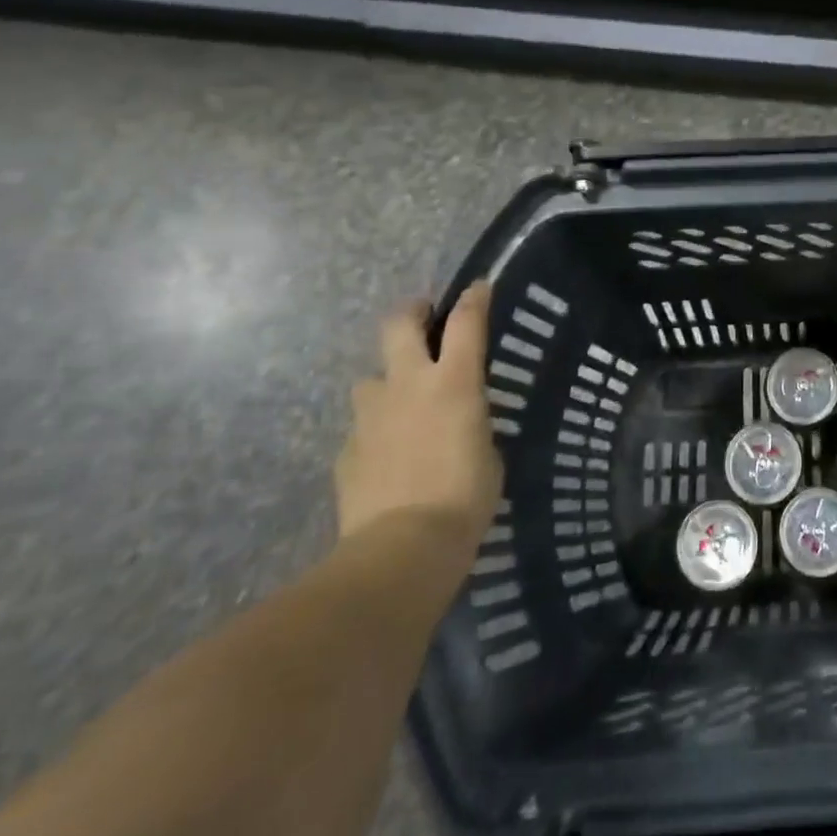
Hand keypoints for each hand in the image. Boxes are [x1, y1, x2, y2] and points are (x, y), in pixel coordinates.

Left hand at [335, 282, 502, 561]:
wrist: (401, 549)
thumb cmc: (464, 496)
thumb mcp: (489, 451)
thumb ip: (472, 423)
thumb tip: (461, 422)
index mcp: (454, 381)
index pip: (466, 321)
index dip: (475, 298)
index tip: (480, 286)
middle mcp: (408, 385)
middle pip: (398, 326)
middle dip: (412, 313)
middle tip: (424, 317)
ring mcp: (371, 417)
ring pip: (370, 378)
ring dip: (387, 380)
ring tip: (403, 400)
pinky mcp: (347, 452)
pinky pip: (362, 427)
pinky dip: (376, 431)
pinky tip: (389, 454)